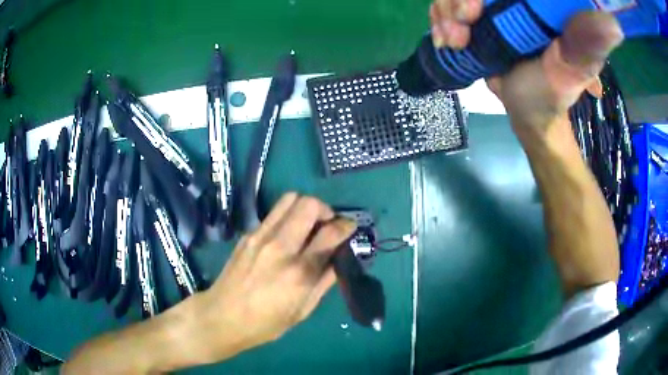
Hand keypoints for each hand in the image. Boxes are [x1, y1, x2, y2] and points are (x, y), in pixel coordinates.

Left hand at [192, 192, 356, 363]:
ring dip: (305, 207)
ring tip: (308, 225)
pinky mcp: (248, 235)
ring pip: (289, 199)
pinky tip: (287, 235)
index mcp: (299, 272)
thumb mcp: (302, 311)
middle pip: (309, 204)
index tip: (350, 227)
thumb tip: (339, 258)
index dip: (346, 225)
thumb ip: (324, 281)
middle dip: (325, 209)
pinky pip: (273, 213)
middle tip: (327, 225)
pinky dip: (287, 216)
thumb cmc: (265, 323)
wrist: (221, 317)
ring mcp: (260, 237)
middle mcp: (280, 247)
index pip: (330, 233)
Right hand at [429, 0, 623, 130]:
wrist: (526, 113)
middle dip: (457, 0)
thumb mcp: (571, 70)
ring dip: (445, 12)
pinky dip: (439, 20)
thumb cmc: (551, 95)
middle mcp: (515, 0)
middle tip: (465, 26)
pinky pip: (444, 5)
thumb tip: (614, 23)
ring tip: (455, 41)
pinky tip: (447, 40)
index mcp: (539, 3)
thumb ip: (586, 45)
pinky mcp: (477, 18)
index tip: (476, 9)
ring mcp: (493, 6)